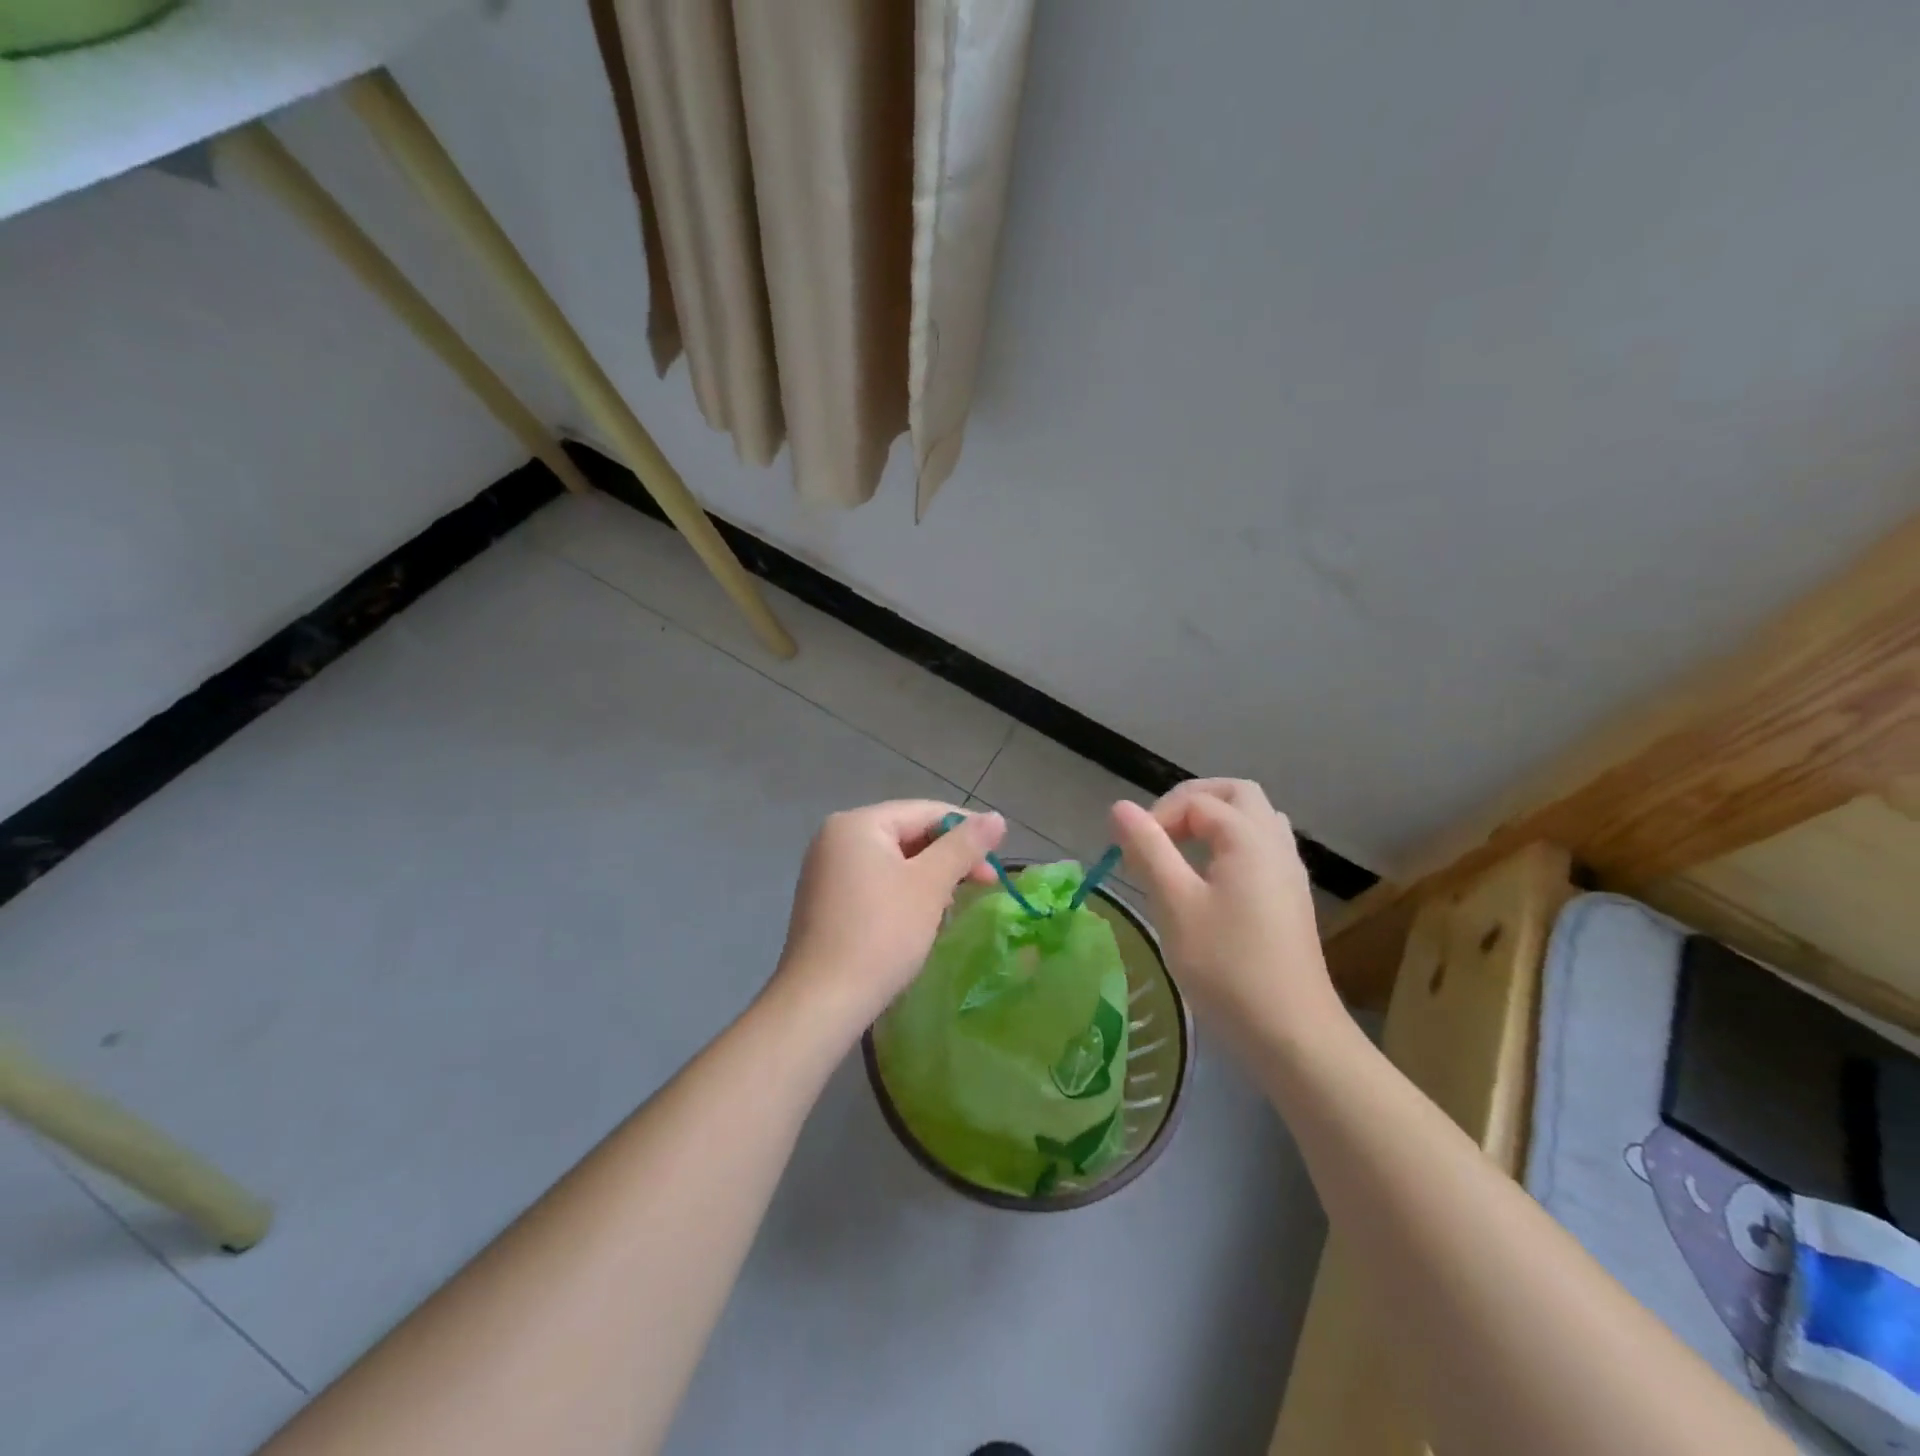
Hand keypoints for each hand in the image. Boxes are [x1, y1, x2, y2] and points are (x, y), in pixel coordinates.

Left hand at [772, 800, 1006, 1040]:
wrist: (822, 1001)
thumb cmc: (881, 934)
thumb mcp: (930, 884)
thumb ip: (964, 845)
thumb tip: (996, 817)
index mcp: (857, 823)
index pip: (925, 811)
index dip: (967, 829)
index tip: (999, 856)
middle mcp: (836, 838)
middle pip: (908, 833)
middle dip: (949, 857)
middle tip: (987, 883)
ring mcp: (827, 870)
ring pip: (894, 861)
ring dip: (930, 877)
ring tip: (956, 903)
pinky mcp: (827, 901)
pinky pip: (876, 882)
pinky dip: (905, 892)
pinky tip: (923, 917)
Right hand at [1110, 779, 1339, 1041]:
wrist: (1292, 1034)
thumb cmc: (1227, 967)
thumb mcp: (1175, 904)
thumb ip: (1148, 849)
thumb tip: (1120, 807)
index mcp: (1248, 838)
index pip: (1197, 802)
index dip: (1158, 817)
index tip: (1132, 854)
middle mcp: (1275, 844)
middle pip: (1237, 795)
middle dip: (1193, 802)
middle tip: (1160, 832)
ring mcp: (1289, 872)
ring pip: (1255, 820)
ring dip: (1216, 822)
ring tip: (1182, 851)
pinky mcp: (1291, 899)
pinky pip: (1263, 848)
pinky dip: (1232, 846)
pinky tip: (1211, 881)